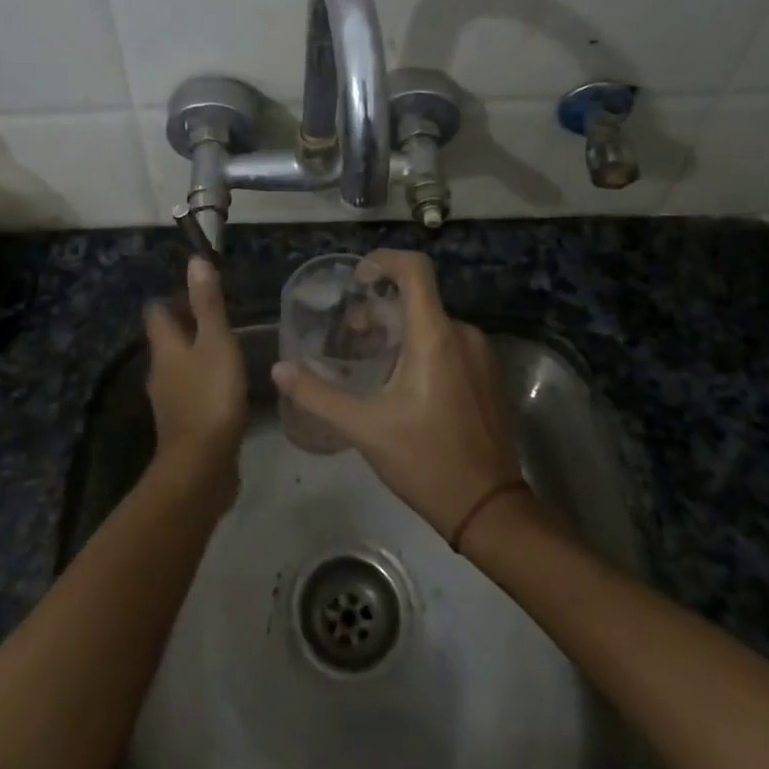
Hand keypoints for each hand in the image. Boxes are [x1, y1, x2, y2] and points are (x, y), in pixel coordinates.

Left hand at [143, 257, 247, 499]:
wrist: (201, 468)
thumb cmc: (210, 397)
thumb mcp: (216, 343)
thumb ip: (208, 304)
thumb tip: (195, 260)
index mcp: (165, 348)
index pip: (157, 312)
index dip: (173, 298)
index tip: (196, 289)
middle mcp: (160, 371)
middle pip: (167, 340)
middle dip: (187, 325)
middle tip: (218, 315)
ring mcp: (169, 400)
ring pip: (179, 366)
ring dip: (196, 355)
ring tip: (226, 347)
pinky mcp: (184, 424)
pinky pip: (191, 392)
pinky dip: (204, 382)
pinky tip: (225, 386)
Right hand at [271, 249, 522, 542]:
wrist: (489, 508)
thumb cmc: (425, 461)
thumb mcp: (364, 428)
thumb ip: (317, 395)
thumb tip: (278, 370)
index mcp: (435, 336)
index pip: (414, 268)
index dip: (383, 260)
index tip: (357, 281)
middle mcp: (462, 334)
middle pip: (416, 300)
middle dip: (379, 312)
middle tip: (350, 339)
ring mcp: (480, 355)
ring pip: (432, 324)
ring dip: (398, 333)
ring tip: (371, 365)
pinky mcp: (487, 376)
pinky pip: (449, 344)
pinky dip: (421, 349)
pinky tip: (401, 385)